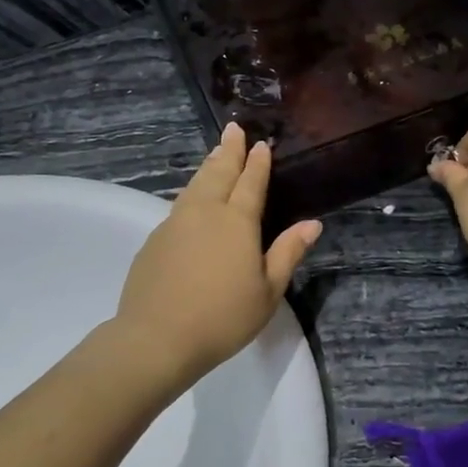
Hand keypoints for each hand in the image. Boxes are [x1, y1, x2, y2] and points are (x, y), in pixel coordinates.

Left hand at [112, 123, 322, 386]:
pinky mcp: (155, 239)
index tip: (261, 144)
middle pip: (219, 173)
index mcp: (237, 222)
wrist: (158, 337)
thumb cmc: (223, 318)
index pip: (251, 183)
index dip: (258, 163)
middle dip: (229, 150)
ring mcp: (175, 223)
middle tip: (234, 129)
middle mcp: (205, 212)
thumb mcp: (267, 291)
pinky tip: (192, 197)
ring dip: (208, 166)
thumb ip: (287, 253)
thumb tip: (311, 223)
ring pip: (195, 185)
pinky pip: (179, 204)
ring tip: (215, 153)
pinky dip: (191, 191)